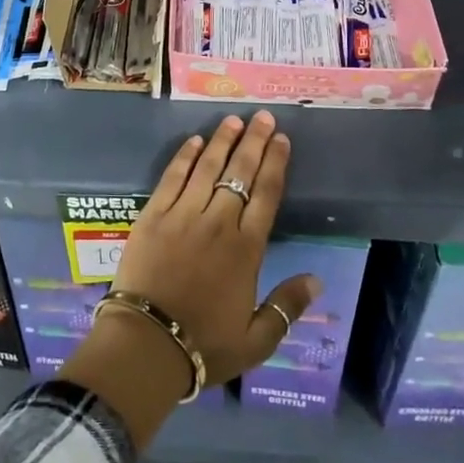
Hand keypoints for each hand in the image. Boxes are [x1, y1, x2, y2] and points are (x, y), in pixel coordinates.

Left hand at [59, 112, 320, 447]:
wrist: (147, 345)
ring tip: (233, 119)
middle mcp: (218, 223)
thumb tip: (317, 278)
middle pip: (240, 173)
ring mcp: (183, 215)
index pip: (266, 195)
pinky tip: (194, 141)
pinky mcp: (153, 215)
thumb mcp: (256, 340)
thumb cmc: (204, 346)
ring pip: (207, 167)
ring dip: (222, 140)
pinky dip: (184, 157)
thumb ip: (287, 307)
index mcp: (246, 250)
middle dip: (254, 142)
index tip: (282, 140)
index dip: (276, 164)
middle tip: (264, 117)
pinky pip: (172, 177)